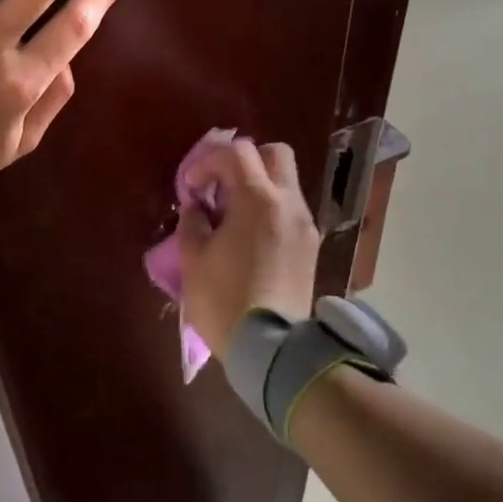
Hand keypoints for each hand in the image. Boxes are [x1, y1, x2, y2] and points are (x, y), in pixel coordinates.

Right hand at [178, 141, 321, 361]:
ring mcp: (305, 225)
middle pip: (275, 154)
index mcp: (258, 200)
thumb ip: (193, 221)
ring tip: (233, 216)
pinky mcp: (310, 246)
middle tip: (220, 187)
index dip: (208, 161)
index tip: (191, 187)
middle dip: (245, 161)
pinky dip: (271, 208)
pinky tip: (250, 236)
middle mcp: (288, 203)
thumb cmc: (224, 299)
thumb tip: (198, 207)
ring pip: (286, 182)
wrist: (270, 348)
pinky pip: (291, 210)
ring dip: (259, 186)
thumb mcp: (193, 259)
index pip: (237, 153)